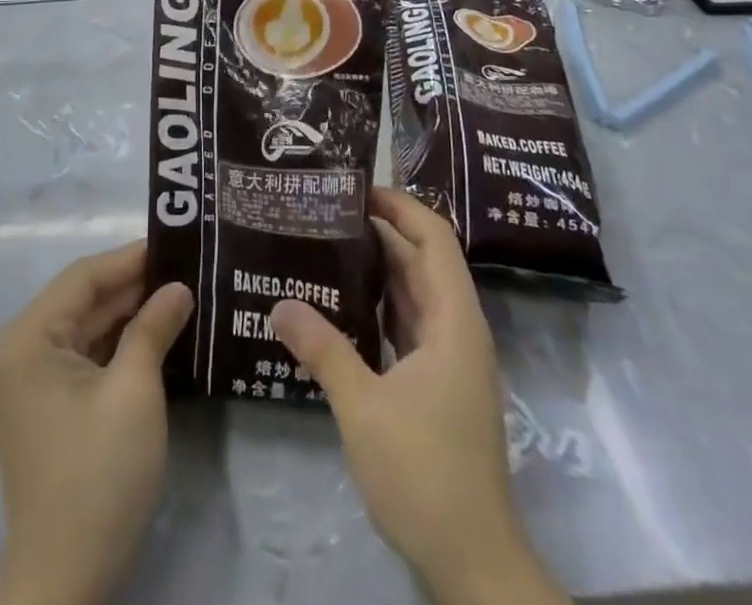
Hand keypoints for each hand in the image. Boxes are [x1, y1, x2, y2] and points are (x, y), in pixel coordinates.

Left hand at [0, 240, 193, 604]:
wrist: (65, 578)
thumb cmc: (98, 474)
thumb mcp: (134, 391)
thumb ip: (154, 327)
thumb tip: (178, 288)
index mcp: (27, 338)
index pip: (83, 277)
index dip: (130, 258)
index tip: (176, 244)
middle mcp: (18, 350)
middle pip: (82, 300)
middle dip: (132, 286)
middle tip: (185, 269)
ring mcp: (27, 380)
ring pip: (84, 328)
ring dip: (127, 314)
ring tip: (178, 294)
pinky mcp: (42, 405)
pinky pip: (81, 356)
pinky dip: (116, 344)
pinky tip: (154, 334)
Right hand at [271, 188, 566, 604]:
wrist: (473, 561)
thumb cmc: (425, 473)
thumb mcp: (363, 407)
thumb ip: (322, 349)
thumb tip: (278, 303)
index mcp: (454, 321)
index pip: (435, 238)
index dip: (400, 206)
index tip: (355, 189)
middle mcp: (457, 329)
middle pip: (422, 260)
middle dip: (379, 231)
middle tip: (325, 213)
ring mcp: (450, 359)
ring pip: (414, 293)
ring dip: (376, 269)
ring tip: (325, 246)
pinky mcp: (439, 384)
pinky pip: (408, 325)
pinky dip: (378, 307)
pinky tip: (340, 306)